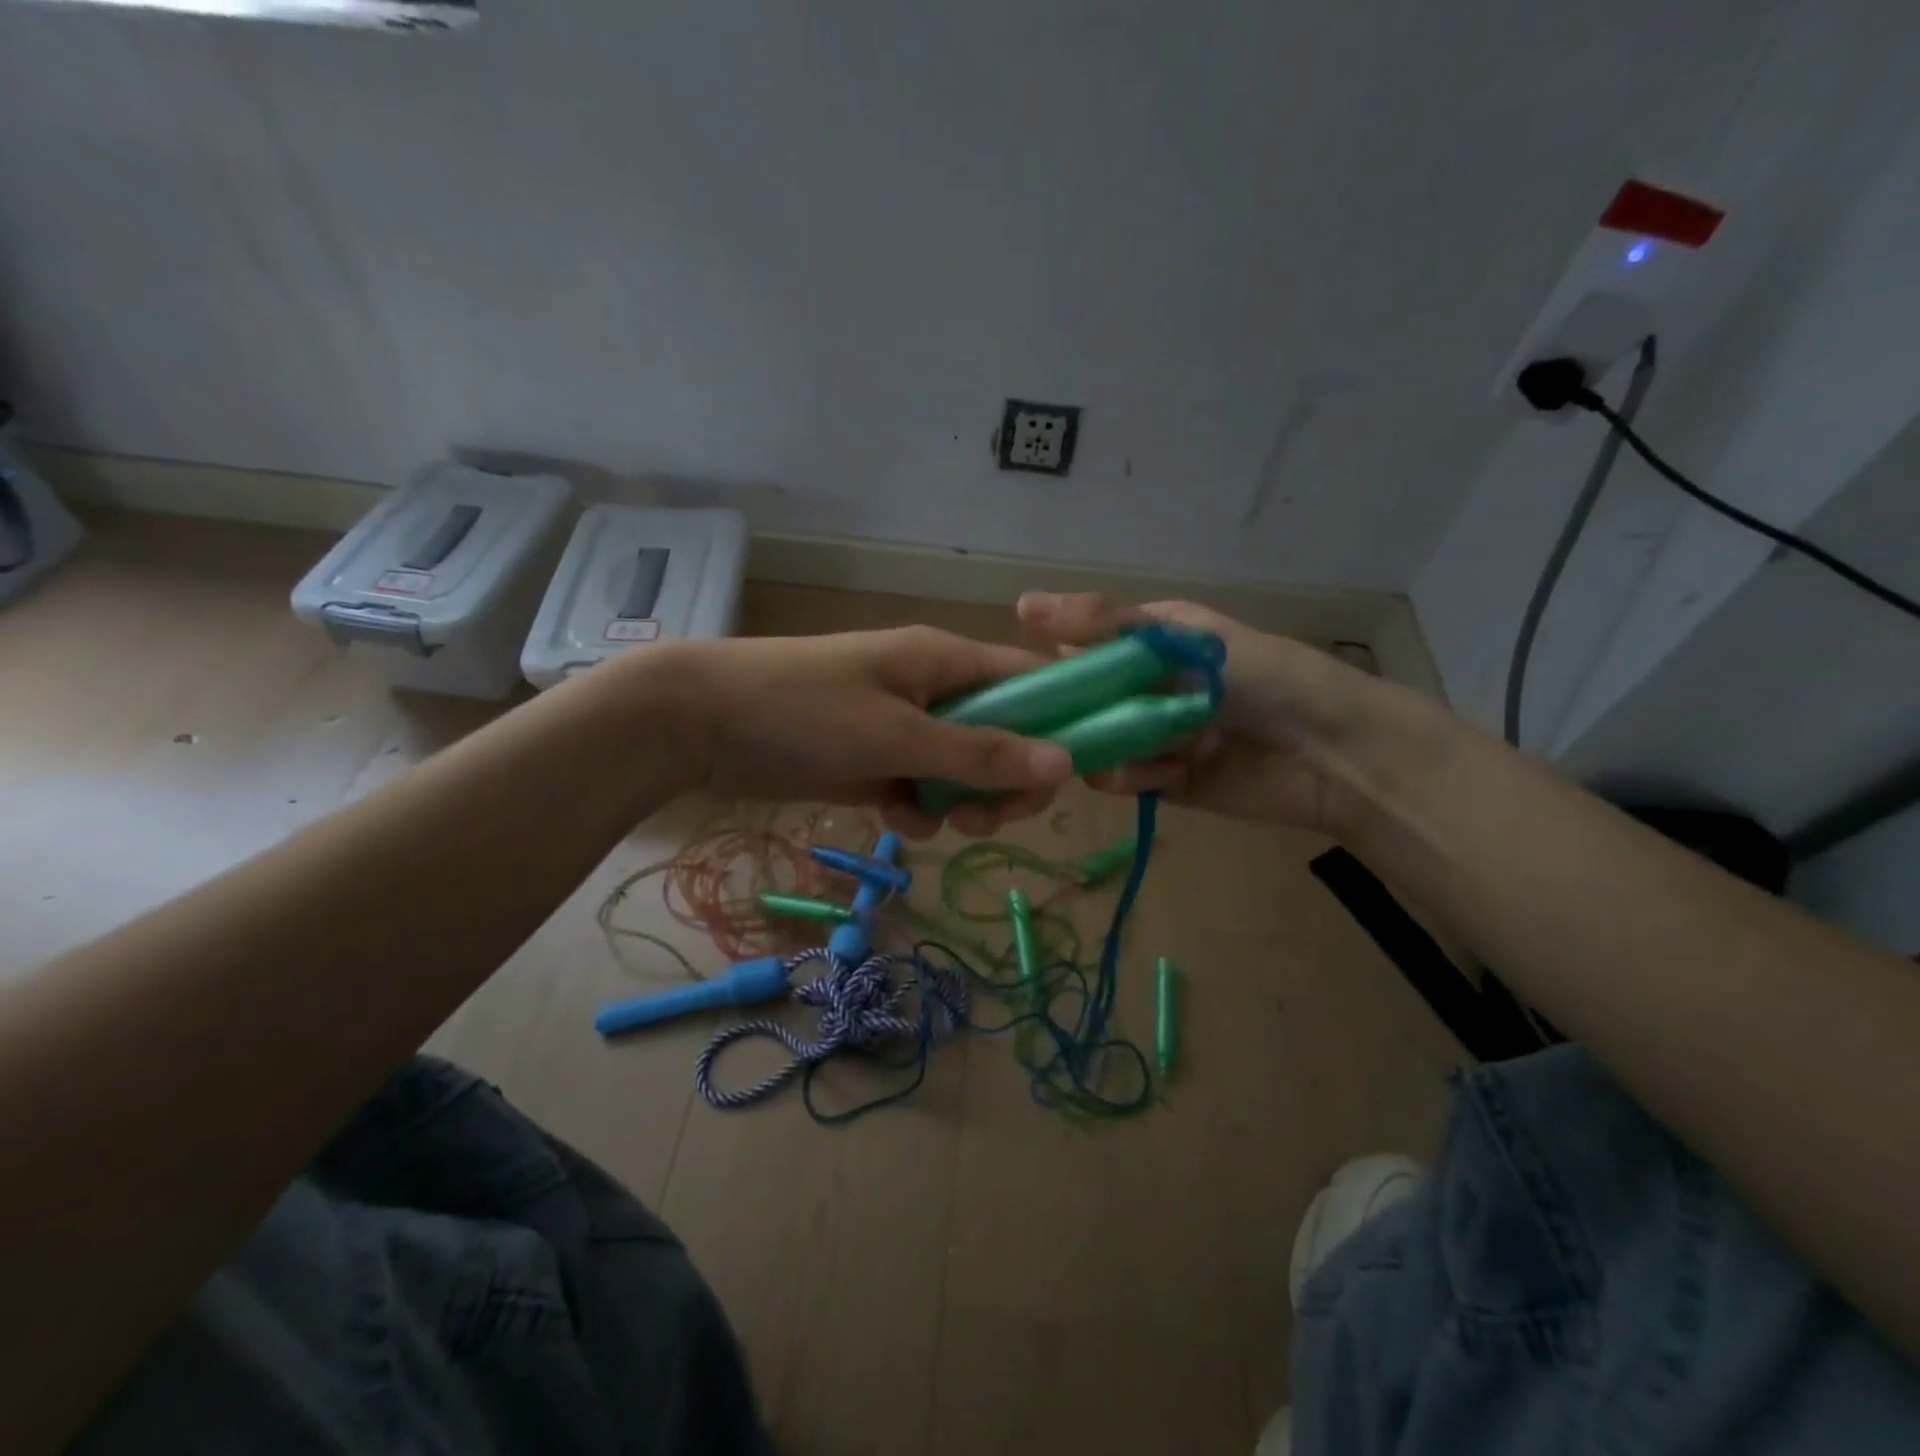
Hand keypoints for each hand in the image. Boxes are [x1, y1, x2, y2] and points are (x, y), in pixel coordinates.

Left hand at [641, 626, 1073, 836]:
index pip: (1030, 681)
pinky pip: (918, 785)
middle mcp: (931, 688)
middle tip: (987, 819)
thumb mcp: (898, 736)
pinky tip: (893, 819)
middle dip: (1003, 782)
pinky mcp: (871, 758)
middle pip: (1001, 735)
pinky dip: (915, 807)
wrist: (701, 722)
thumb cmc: (805, 712)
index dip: (1058, 724)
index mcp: (946, 660)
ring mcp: (900, 724)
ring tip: (936, 821)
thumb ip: (981, 753)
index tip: (1063, 780)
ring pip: (960, 768)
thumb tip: (1068, 763)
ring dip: (960, 801)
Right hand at [1015, 592, 1384, 835]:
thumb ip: (1107, 624)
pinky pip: (1129, 779)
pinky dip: (1126, 778)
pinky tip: (1139, 775)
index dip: (1051, 659)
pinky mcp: (1168, 782)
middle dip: (1066, 712)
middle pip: (1086, 699)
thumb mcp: (1182, 639)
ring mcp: (1156, 736)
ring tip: (1094, 753)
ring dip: (1094, 748)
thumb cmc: (1264, 677)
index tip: (1017, 678)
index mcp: (1151, 641)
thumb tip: (1021, 603)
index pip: (1082, 644)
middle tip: (1038, 727)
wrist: (1336, 752)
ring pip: (1099, 742)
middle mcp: (1148, 686)